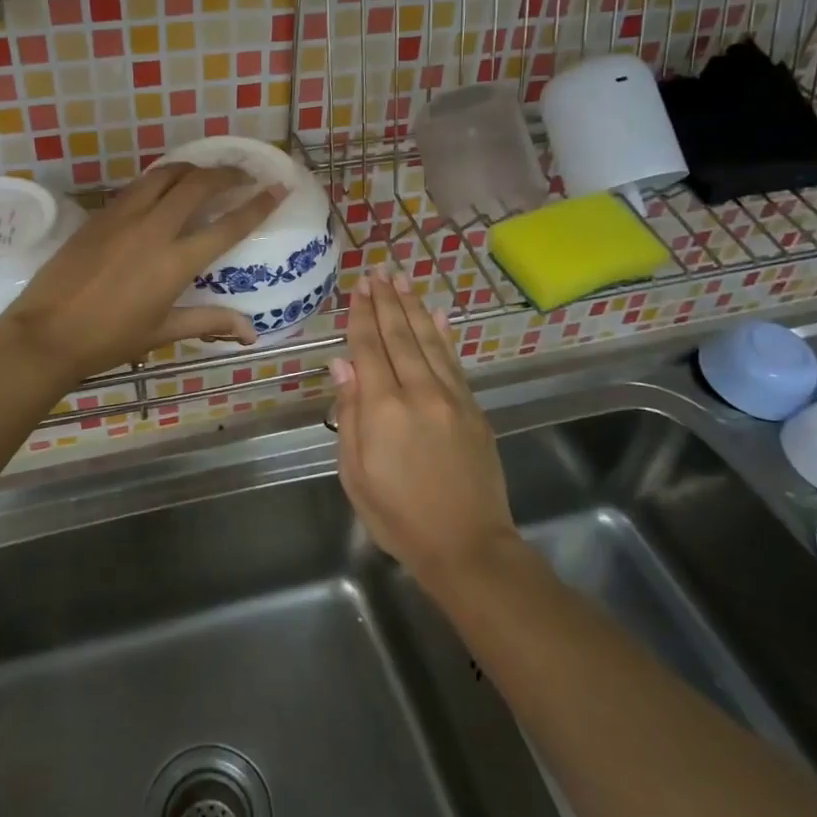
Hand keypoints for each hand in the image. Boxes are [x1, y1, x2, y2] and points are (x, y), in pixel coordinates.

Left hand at [0, 163, 284, 380]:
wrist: (46, 333)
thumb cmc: (108, 339)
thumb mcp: (162, 332)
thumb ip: (209, 322)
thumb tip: (250, 333)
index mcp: (175, 262)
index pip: (228, 225)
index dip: (258, 204)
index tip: (278, 187)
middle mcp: (154, 229)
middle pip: (199, 185)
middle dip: (227, 174)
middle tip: (242, 177)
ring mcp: (123, 217)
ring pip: (165, 175)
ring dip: (192, 170)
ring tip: (205, 176)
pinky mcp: (100, 215)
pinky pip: (138, 186)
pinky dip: (160, 180)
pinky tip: (163, 189)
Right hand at [330, 270, 518, 588]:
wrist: (467, 545)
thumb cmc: (398, 516)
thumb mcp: (355, 473)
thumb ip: (349, 414)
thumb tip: (342, 364)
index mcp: (383, 408)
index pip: (368, 349)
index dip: (361, 315)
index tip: (358, 288)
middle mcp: (418, 392)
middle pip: (399, 336)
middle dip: (386, 301)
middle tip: (378, 271)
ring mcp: (451, 398)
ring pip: (428, 341)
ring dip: (413, 308)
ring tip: (402, 280)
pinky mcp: (473, 409)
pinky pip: (454, 362)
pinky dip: (444, 335)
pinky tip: (438, 315)